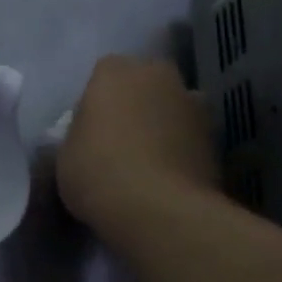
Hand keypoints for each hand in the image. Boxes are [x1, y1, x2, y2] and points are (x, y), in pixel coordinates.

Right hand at [57, 56, 220, 243]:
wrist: (157, 209)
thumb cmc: (96, 171)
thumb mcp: (66, 152)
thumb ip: (81, 133)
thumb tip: (93, 136)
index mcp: (114, 72)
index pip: (104, 73)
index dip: (97, 99)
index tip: (90, 126)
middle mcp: (158, 76)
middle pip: (145, 82)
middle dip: (135, 103)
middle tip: (119, 138)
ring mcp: (194, 104)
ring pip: (172, 107)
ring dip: (163, 123)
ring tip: (147, 160)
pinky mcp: (216, 137)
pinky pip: (190, 136)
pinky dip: (181, 149)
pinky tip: (166, 176)